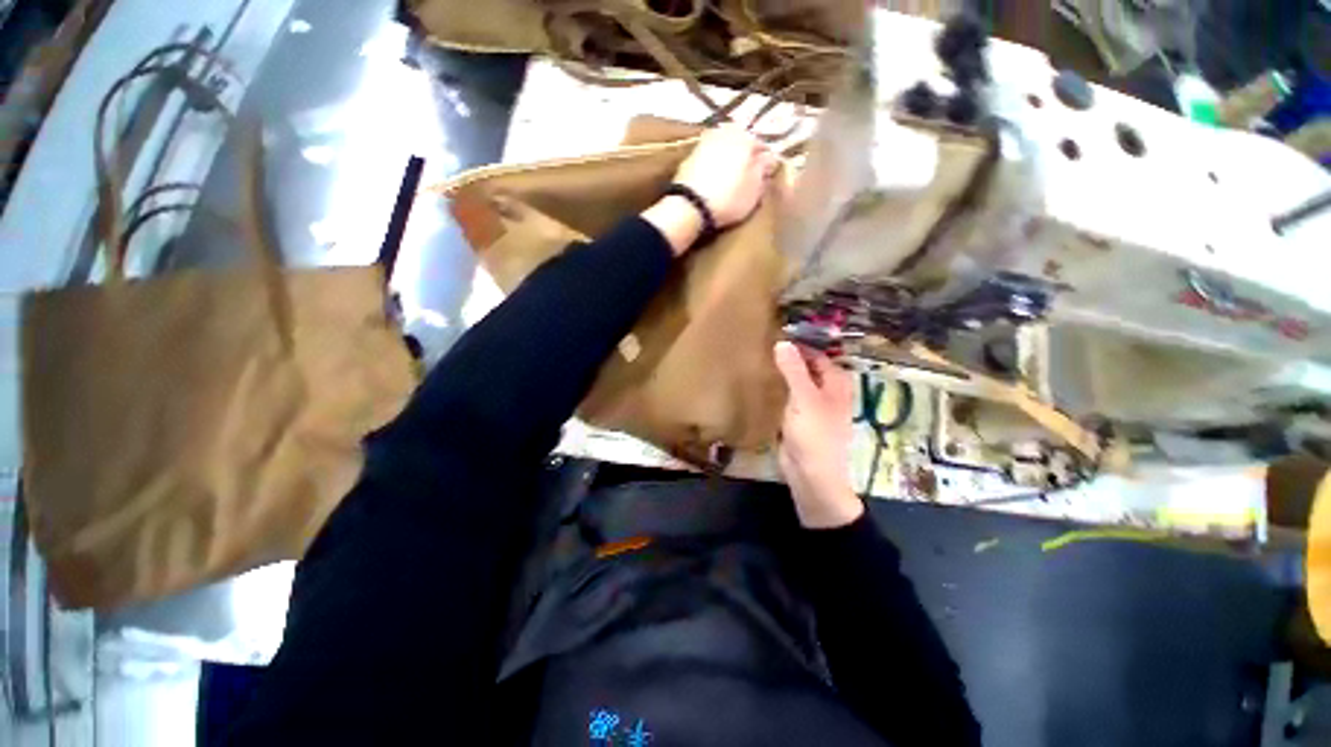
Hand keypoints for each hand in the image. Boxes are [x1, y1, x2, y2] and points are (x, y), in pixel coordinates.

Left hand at [642, 125, 776, 254]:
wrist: (690, 206)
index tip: (764, 176)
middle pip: (739, 145)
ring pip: (721, 151)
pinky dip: (711, 169)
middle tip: (746, 180)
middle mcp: (723, 132)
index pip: (761, 146)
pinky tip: (712, 184)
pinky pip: (706, 161)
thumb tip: (768, 158)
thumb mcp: (755, 188)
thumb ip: (763, 169)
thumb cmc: (729, 197)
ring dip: (726, 163)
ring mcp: (703, 143)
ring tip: (728, 183)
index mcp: (745, 136)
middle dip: (743, 159)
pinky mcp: (687, 159)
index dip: (764, 162)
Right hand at [773, 341, 862, 528]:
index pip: (817, 355)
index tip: (775, 335)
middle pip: (807, 368)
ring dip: (783, 374)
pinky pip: (789, 398)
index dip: (799, 345)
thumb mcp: (804, 398)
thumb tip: (782, 342)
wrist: (811, 475)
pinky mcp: (799, 419)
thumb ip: (794, 370)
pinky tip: (763, 385)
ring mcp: (812, 406)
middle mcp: (827, 392)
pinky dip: (779, 389)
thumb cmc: (815, 434)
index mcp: (836, 383)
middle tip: (764, 347)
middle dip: (789, 358)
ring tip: (760, 361)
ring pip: (797, 383)